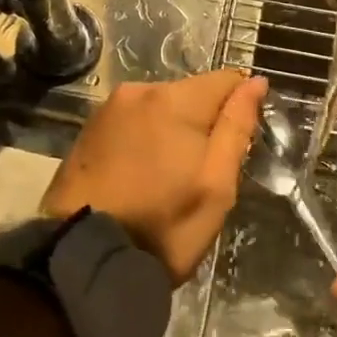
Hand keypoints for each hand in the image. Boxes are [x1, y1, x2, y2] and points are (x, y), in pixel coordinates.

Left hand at [41, 71, 266, 284]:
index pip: (226, 79)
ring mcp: (108, 109)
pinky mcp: (88, 129)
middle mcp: (138, 91)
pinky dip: (144, 139)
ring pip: (160, 108)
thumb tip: (254, 82)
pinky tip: (140, 175)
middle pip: (191, 93)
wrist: (82, 257)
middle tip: (201, 174)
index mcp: (174, 100)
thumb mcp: (216, 184)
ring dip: (172, 131)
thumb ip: (236, 127)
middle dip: (203, 123)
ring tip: (168, 178)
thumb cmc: (162, 226)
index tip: (237, 145)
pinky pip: (132, 122)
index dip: (240, 106)